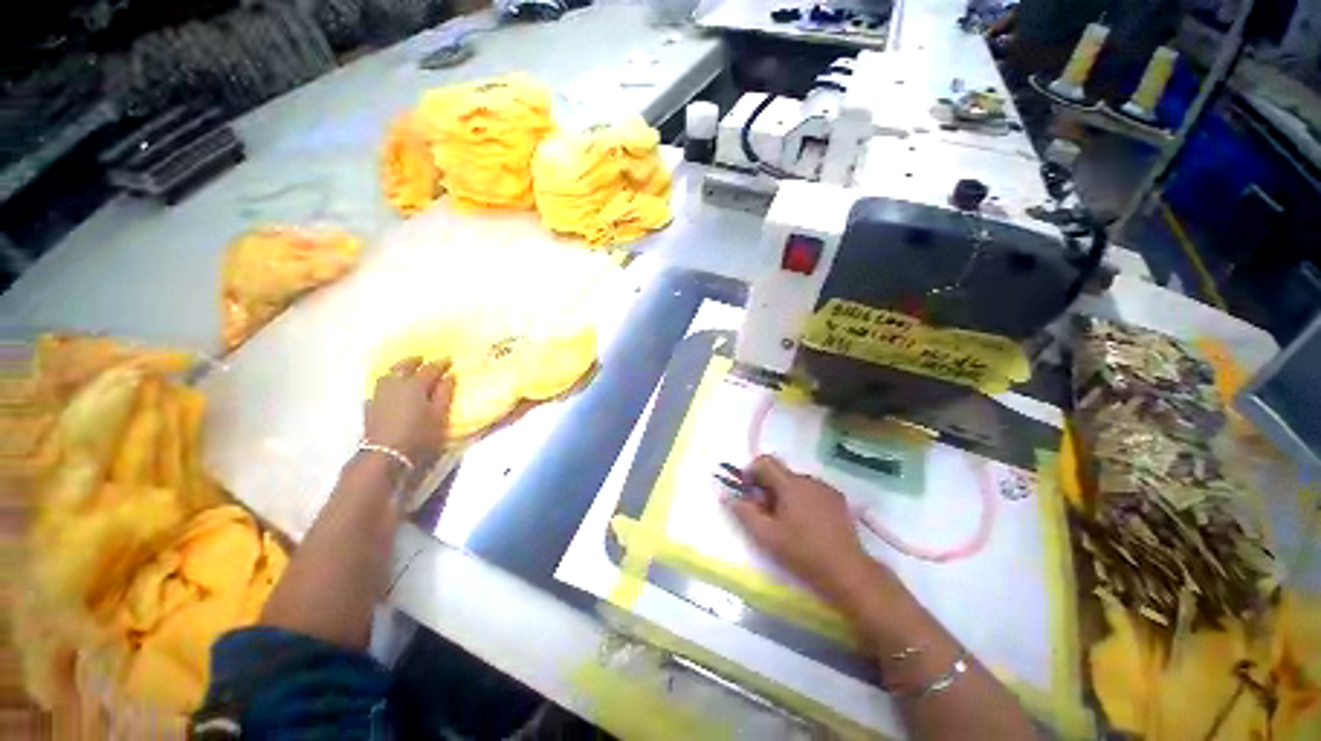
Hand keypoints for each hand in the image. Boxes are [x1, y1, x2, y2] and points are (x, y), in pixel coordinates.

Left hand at [365, 357, 454, 471]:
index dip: (440, 363)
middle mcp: (396, 384)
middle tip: (423, 359)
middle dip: (414, 361)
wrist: (386, 454)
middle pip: (404, 366)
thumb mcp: (439, 415)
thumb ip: (444, 393)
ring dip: (398, 369)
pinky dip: (386, 384)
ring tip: (404, 370)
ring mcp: (380, 394)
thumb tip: (449, 376)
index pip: (430, 369)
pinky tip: (388, 389)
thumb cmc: (419, 434)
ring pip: (388, 374)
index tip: (448, 360)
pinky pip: (378, 388)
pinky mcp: (370, 406)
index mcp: (416, 385)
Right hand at [725, 456, 884, 602]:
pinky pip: (811, 491)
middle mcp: (809, 479)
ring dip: (785, 495)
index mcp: (791, 484)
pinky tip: (806, 525)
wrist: (848, 572)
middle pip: (780, 473)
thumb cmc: (803, 552)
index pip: (765, 461)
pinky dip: (802, 500)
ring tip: (787, 523)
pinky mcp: (838, 500)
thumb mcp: (767, 536)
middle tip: (765, 514)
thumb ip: (744, 512)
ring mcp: (826, 489)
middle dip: (767, 488)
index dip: (751, 472)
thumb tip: (727, 495)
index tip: (748, 492)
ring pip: (795, 483)